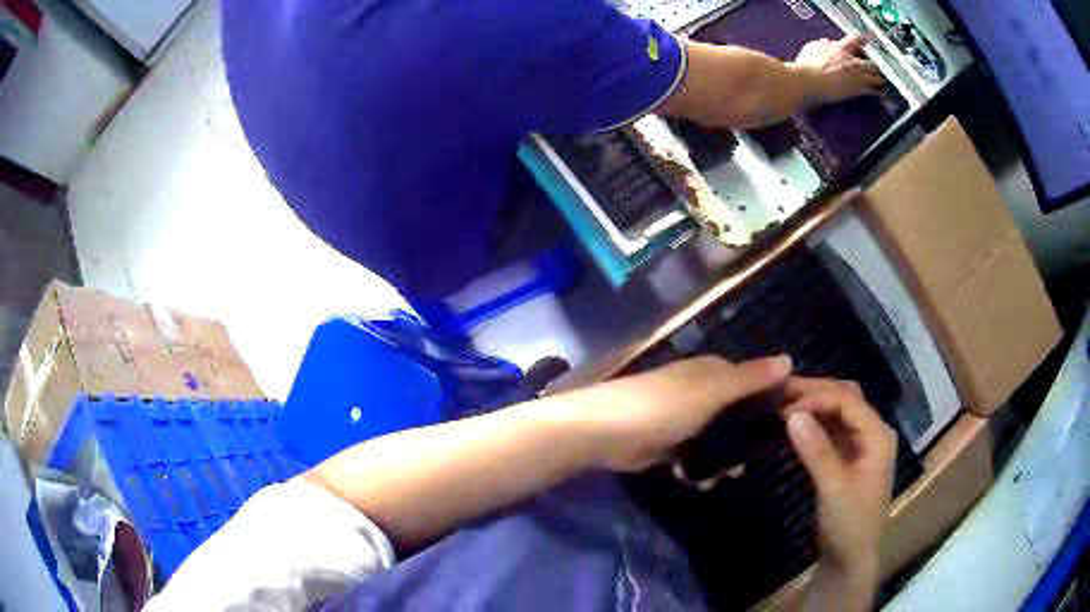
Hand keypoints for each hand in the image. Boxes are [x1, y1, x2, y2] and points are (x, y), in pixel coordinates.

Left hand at [570, 355, 791, 472]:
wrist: (604, 433)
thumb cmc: (662, 407)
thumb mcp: (711, 391)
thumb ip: (749, 379)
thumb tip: (789, 359)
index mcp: (715, 372)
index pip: (758, 380)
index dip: (778, 397)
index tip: (798, 421)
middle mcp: (704, 392)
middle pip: (742, 413)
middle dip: (752, 436)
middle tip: (763, 457)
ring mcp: (687, 420)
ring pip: (721, 439)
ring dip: (727, 458)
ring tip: (730, 474)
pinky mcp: (671, 445)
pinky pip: (698, 457)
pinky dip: (702, 469)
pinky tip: (702, 481)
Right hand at [781, 377, 896, 575]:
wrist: (850, 558)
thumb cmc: (849, 524)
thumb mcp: (834, 489)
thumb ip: (817, 451)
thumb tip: (791, 415)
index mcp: (878, 435)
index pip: (848, 400)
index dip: (816, 398)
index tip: (784, 409)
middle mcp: (872, 431)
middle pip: (845, 398)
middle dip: (814, 393)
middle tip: (779, 394)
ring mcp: (861, 443)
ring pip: (837, 411)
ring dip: (813, 405)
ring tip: (782, 404)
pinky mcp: (848, 456)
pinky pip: (831, 428)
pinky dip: (814, 422)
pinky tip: (794, 424)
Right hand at [791, 35, 885, 103]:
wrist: (808, 80)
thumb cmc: (806, 64)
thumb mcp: (812, 48)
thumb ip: (823, 44)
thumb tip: (829, 42)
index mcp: (840, 48)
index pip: (854, 40)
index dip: (861, 40)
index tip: (865, 40)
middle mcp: (851, 61)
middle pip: (869, 61)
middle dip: (873, 65)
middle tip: (875, 68)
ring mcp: (856, 76)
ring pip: (874, 76)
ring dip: (879, 79)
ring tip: (881, 82)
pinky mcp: (857, 90)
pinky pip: (871, 91)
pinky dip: (877, 92)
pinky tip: (880, 93)